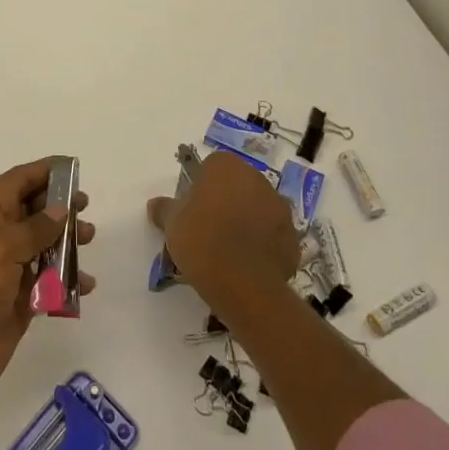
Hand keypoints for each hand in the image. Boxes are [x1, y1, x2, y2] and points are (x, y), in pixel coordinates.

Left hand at [0, 157, 97, 405]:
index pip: (18, 180)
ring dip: (67, 242)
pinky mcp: (18, 300)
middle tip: (86, 208)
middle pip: (33, 210)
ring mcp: (7, 269)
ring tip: (89, 240)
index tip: (75, 168)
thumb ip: (36, 227)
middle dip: (60, 207)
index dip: (45, 171)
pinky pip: (48, 282)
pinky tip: (86, 284)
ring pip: (43, 245)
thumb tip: (60, 209)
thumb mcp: (4, 246)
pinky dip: (67, 280)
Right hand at [147, 150, 298, 310]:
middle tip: (208, 228)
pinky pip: (272, 234)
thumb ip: (164, 209)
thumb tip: (155, 204)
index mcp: (226, 166)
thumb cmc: (201, 240)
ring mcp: (279, 207)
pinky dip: (262, 244)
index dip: (200, 186)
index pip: (211, 166)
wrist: (243, 282)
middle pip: (237, 185)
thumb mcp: (172, 223)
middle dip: (225, 201)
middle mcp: (257, 178)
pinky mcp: (293, 237)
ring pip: (257, 208)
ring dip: (246, 220)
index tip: (191, 209)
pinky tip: (247, 264)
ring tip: (228, 250)